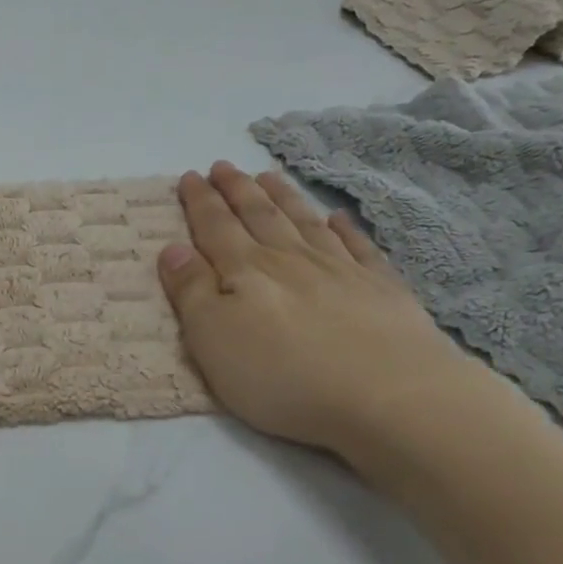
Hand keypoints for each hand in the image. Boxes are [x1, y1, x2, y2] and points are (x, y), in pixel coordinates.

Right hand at [156, 162, 476, 455]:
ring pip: (304, 222)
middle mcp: (290, 259)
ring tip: (268, 176)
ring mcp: (340, 271)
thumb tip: (173, 248)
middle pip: (259, 215)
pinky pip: (358, 247)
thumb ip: (191, 291)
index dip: (200, 201)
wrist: (389, 397)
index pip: (215, 227)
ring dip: (283, 197)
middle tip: (223, 166)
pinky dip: (345, 228)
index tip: (189, 176)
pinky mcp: (382, 290)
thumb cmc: (283, 375)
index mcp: (246, 271)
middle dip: (237, 189)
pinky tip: (338, 217)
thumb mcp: (213, 339)